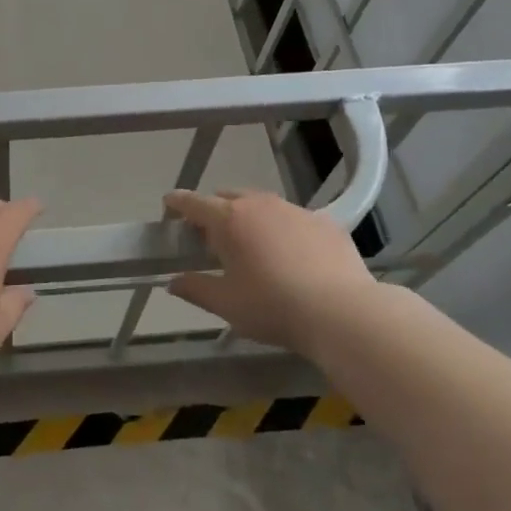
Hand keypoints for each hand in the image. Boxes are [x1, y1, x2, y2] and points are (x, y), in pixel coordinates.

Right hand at [165, 189, 386, 357]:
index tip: (168, 207)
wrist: (342, 312)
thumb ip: (195, 288)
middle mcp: (260, 205)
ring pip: (262, 205)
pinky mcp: (326, 223)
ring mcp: (296, 210)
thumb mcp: (226, 304)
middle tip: (211, 239)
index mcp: (229, 220)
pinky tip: (291, 255)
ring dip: (249, 218)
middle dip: (214, 211)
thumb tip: (173, 282)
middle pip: (227, 197)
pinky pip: (294, 218)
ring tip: (252, 246)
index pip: (193, 202)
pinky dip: (283, 229)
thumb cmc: (273, 306)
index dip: (176, 203)